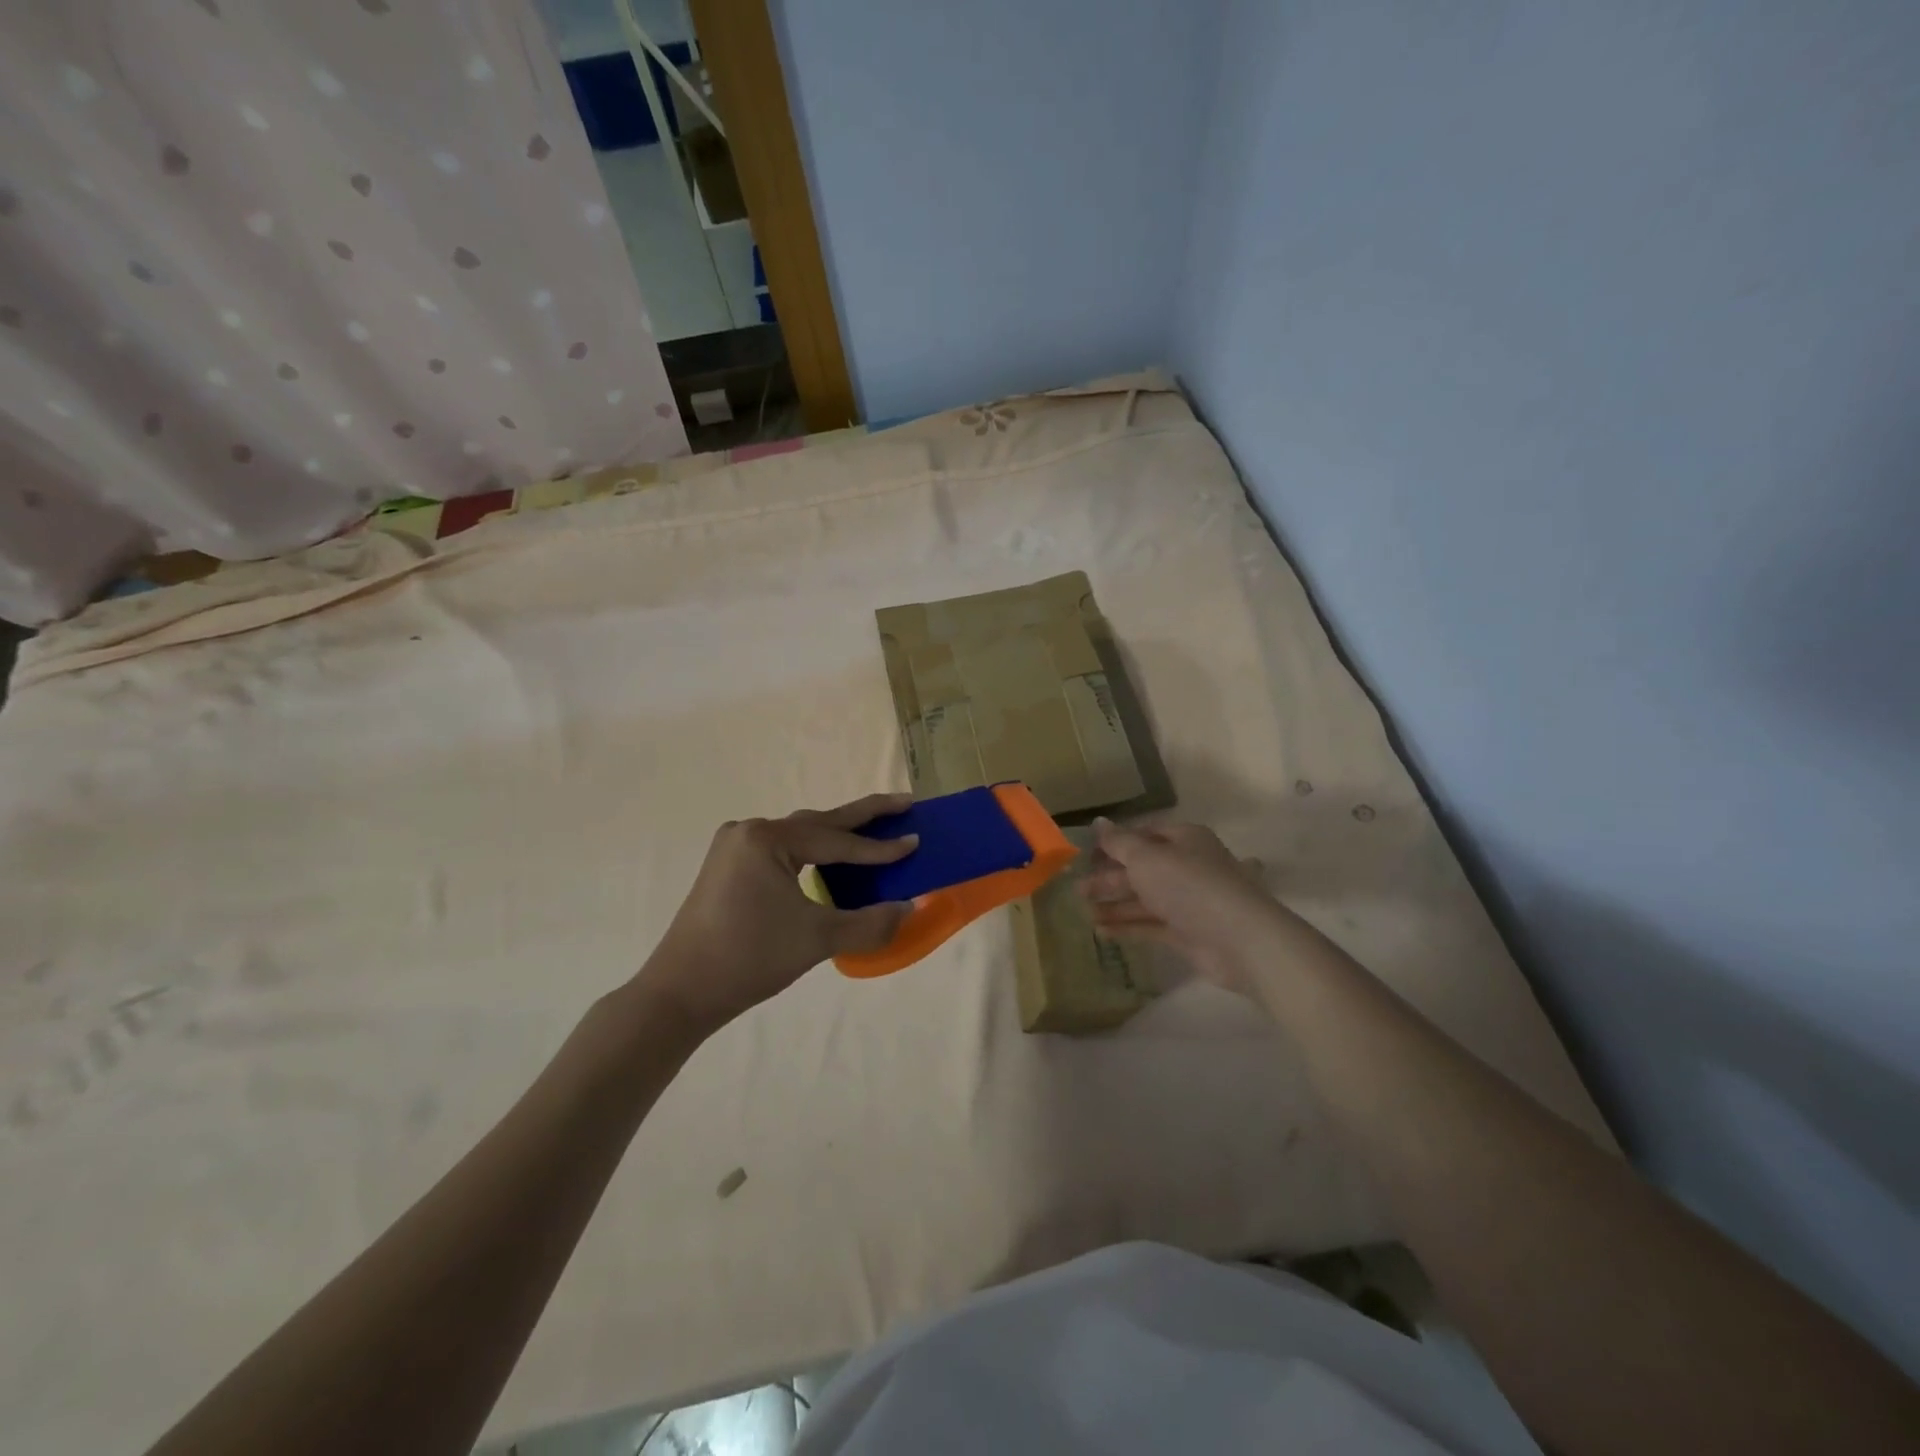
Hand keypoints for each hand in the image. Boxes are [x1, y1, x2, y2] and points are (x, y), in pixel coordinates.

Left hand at [638, 793, 918, 1034]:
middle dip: (864, 815)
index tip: (917, 841)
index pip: (836, 841)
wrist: (679, 993)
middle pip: (819, 822)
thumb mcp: (817, 939)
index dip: (880, 847)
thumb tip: (911, 909)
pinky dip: (813, 851)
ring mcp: (734, 847)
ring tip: (876, 828)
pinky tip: (831, 859)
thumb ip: (870, 922)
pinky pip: (783, 850)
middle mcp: (750, 831)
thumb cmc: (749, 958)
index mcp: (768, 839)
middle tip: (905, 804)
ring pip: (800, 835)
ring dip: (838, 833)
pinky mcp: (728, 867)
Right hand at [1080, 817, 1281, 997]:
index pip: (1143, 835)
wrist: (1240, 939)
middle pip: (1141, 868)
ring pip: (1143, 899)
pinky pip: (1150, 925)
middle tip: (1077, 889)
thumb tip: (1098, 822)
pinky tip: (1101, 931)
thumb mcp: (1146, 858)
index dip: (1114, 843)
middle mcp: (1187, 866)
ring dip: (1114, 904)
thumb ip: (1119, 842)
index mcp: (1183, 839)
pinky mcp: (1187, 932)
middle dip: (1109, 878)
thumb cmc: (1190, 886)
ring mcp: (1187, 901)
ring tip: (1083, 912)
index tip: (1086, 855)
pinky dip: (1127, 926)